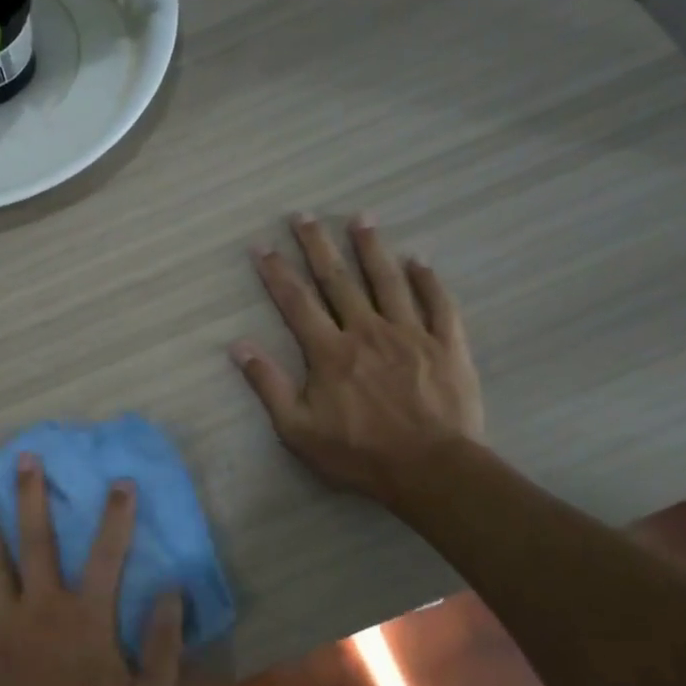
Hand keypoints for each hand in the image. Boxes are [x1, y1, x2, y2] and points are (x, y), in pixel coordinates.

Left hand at [0, 455, 183, 685]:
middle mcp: (43, 611)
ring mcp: (4, 629)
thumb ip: (163, 643)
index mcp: (87, 619)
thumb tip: (171, 591)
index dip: (116, 516)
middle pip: (37, 541)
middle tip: (24, 457)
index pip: (108, 554)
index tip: (119, 481)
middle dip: (32, 496)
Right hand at [231, 213, 483, 504]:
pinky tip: (419, 261)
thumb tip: (238, 346)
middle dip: (318, 246)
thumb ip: (268, 385)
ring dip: (371, 248)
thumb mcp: (298, 429)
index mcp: (329, 351)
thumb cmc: (359, 453)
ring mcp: (410, 334)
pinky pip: (438, 304)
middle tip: (304, 216)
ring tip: (361, 218)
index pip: (296, 302)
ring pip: (388, 281)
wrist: (431, 470)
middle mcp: (367, 331)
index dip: (277, 272)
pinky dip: (428, 280)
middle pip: (339, 280)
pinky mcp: (446, 346)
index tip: (262, 245)